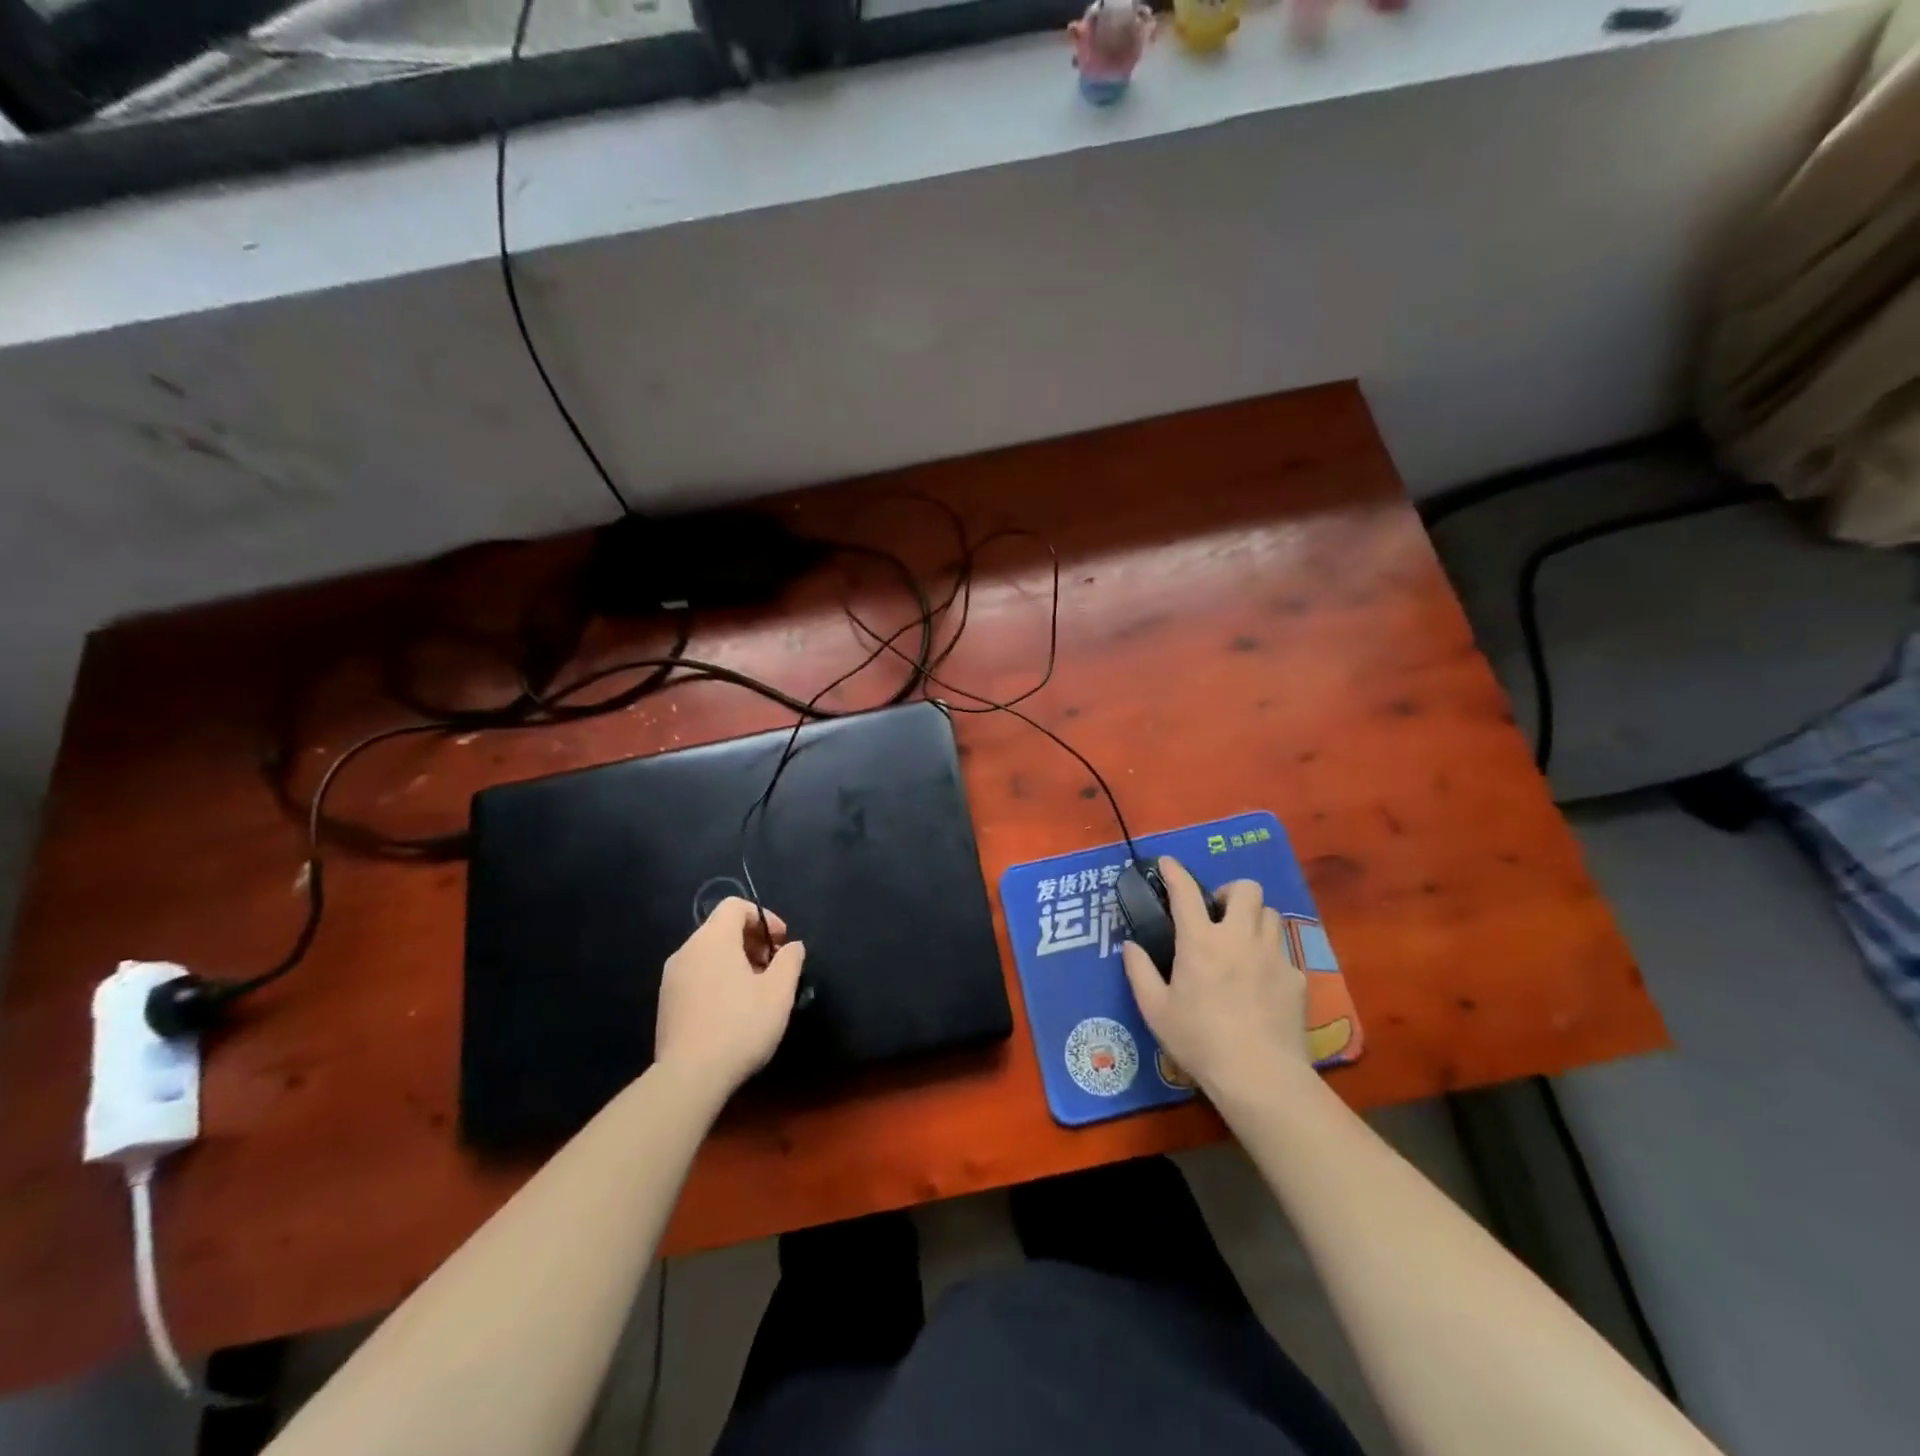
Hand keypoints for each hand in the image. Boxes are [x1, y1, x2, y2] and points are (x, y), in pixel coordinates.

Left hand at [655, 898, 805, 1096]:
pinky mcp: (666, 1003)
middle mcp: (687, 950)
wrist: (689, 1078)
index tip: (781, 942)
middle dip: (751, 940)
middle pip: (721, 928)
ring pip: (708, 954)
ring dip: (735, 961)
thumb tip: (792, 946)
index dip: (764, 917)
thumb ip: (790, 961)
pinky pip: (696, 975)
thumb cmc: (740, 1026)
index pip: (735, 906)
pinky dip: (717, 978)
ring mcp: (672, 977)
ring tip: (755, 990)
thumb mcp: (779, 992)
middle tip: (772, 968)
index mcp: (713, 939)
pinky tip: (732, 1009)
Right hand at [1121, 857, 1309, 1102]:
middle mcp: (1240, 938)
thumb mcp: (1155, 1010)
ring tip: (1241, 942)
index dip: (1175, 872)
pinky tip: (1260, 983)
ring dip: (1253, 919)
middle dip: (1231, 892)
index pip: (1186, 892)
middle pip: (1246, 889)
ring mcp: (1273, 956)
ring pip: (1270, 915)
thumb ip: (1139, 971)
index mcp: (1200, 941)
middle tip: (1218, 914)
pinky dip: (1269, 957)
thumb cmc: (1199, 1040)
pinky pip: (1283, 952)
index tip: (1167, 862)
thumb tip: (1131, 945)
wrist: (1260, 1077)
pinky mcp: (1296, 978)